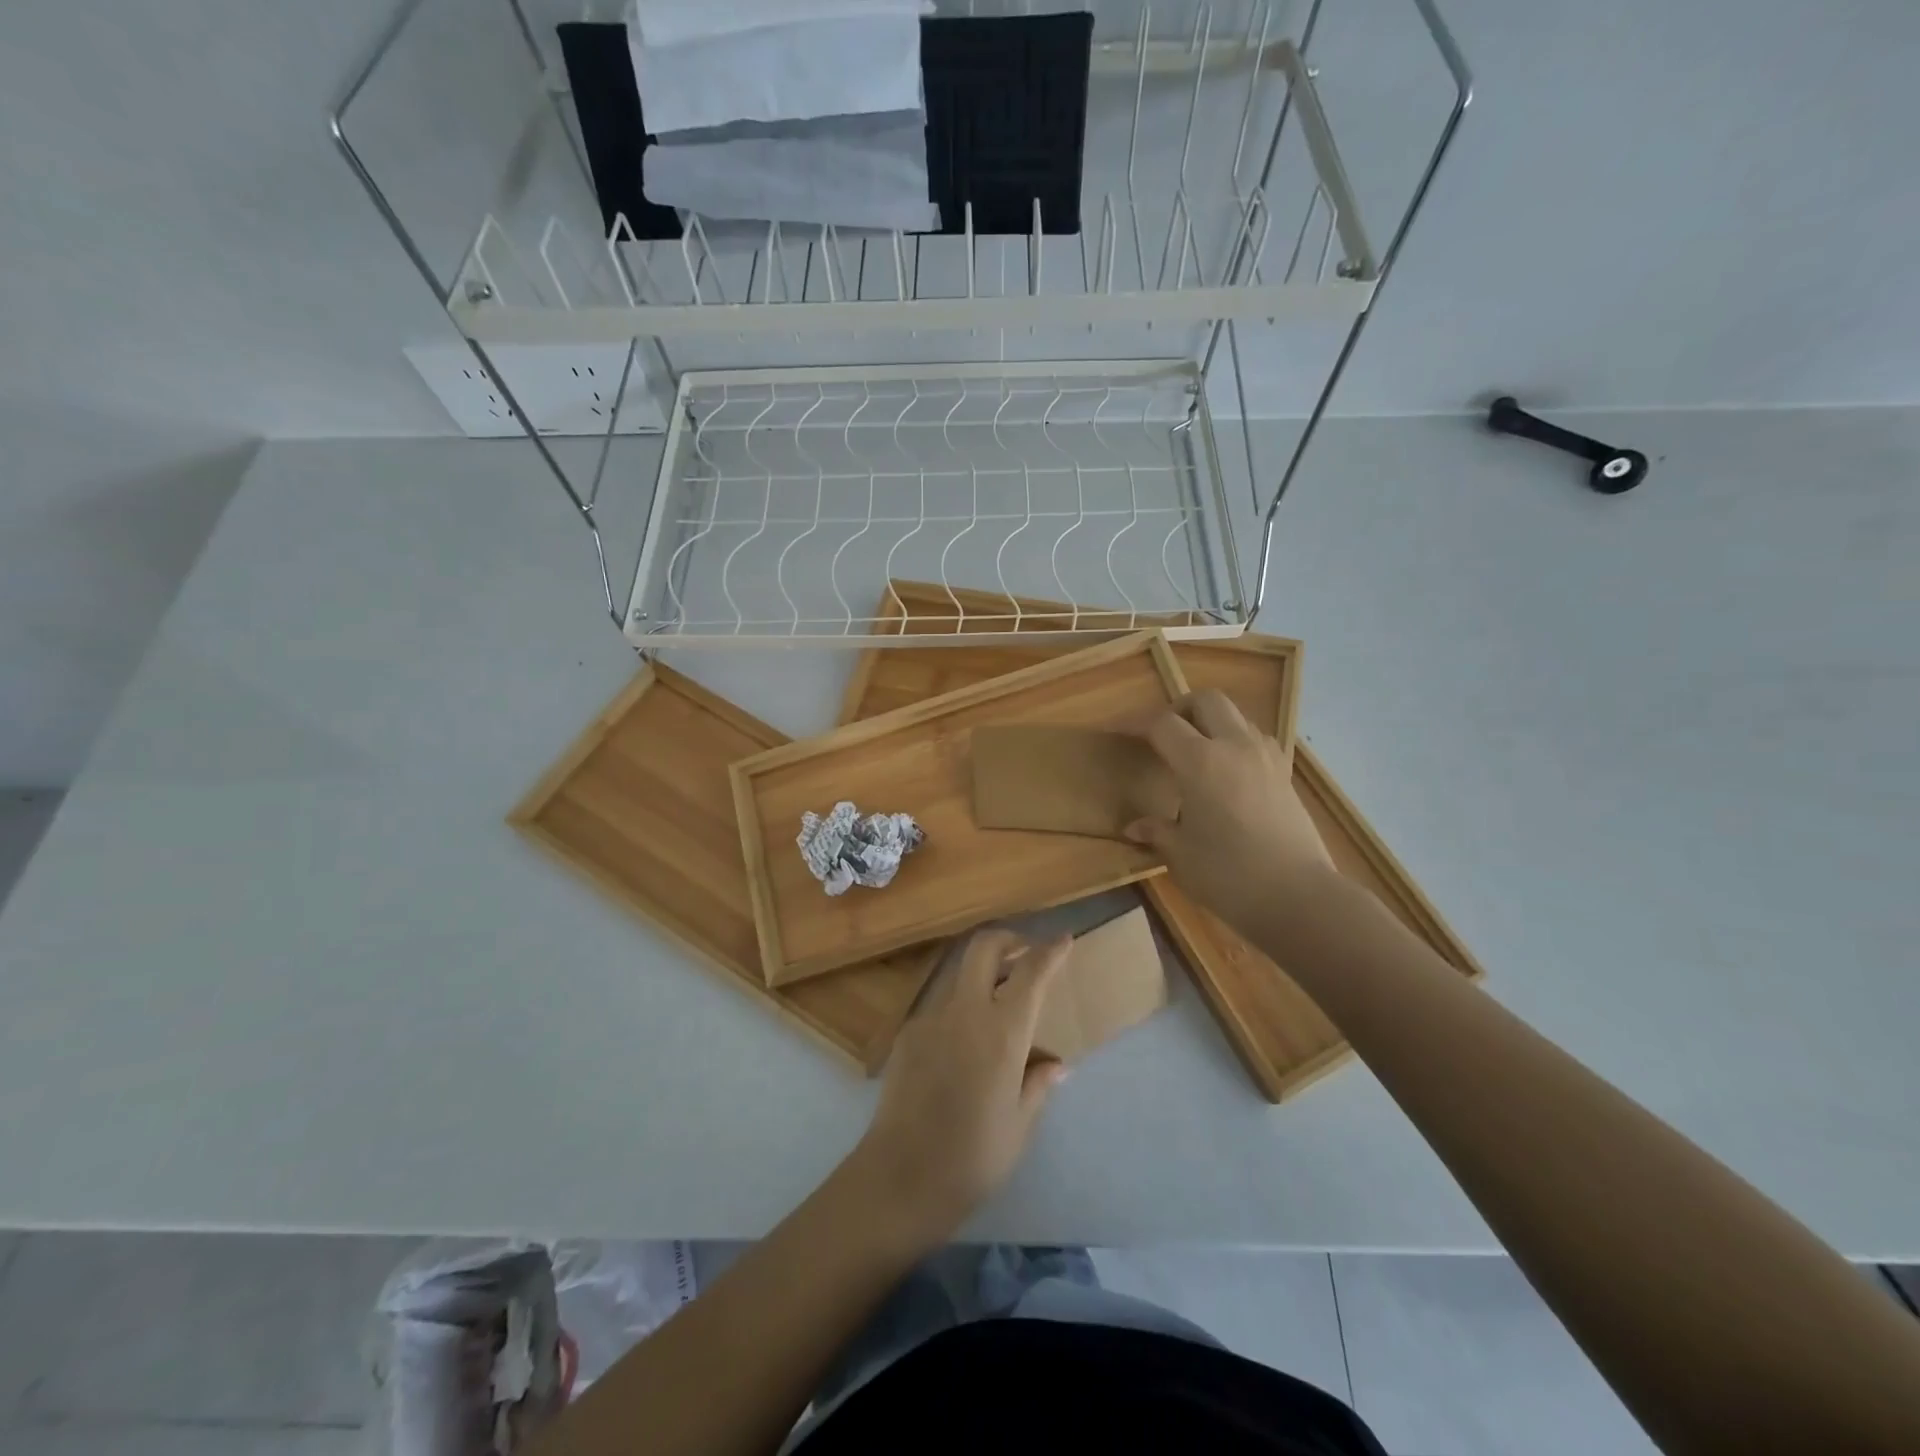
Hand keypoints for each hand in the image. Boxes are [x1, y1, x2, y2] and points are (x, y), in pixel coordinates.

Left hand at [852, 929, 1069, 1242]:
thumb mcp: (1019, 1124)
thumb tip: (1056, 1064)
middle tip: (1024, 951)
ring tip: (997, 1002)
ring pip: (960, 974)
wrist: (902, 1176)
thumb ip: (1037, 1084)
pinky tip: (964, 1044)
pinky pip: (941, 1007)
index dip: (1050, 950)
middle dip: (1008, 939)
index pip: (1031, 972)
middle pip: (984, 947)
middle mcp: (965, 1011)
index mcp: (1003, 1032)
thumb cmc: (974, 1157)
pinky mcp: (907, 1033)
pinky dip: (960, 1008)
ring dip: (981, 974)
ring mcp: (931, 1018)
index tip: (1064, 938)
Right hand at [1123, 689, 1334, 937]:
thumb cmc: (1228, 875)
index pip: (1161, 724)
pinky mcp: (1285, 776)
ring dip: (1211, 724)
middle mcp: (1235, 747)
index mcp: (1201, 761)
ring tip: (1194, 754)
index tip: (1115, 729)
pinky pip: (1256, 741)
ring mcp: (1266, 758)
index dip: (1134, 722)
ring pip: (1236, 717)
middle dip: (1180, 709)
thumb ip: (1157, 831)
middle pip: (1207, 701)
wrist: (1299, 897)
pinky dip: (1235, 744)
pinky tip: (1226, 775)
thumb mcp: (1181, 854)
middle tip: (1162, 735)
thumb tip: (1135, 827)